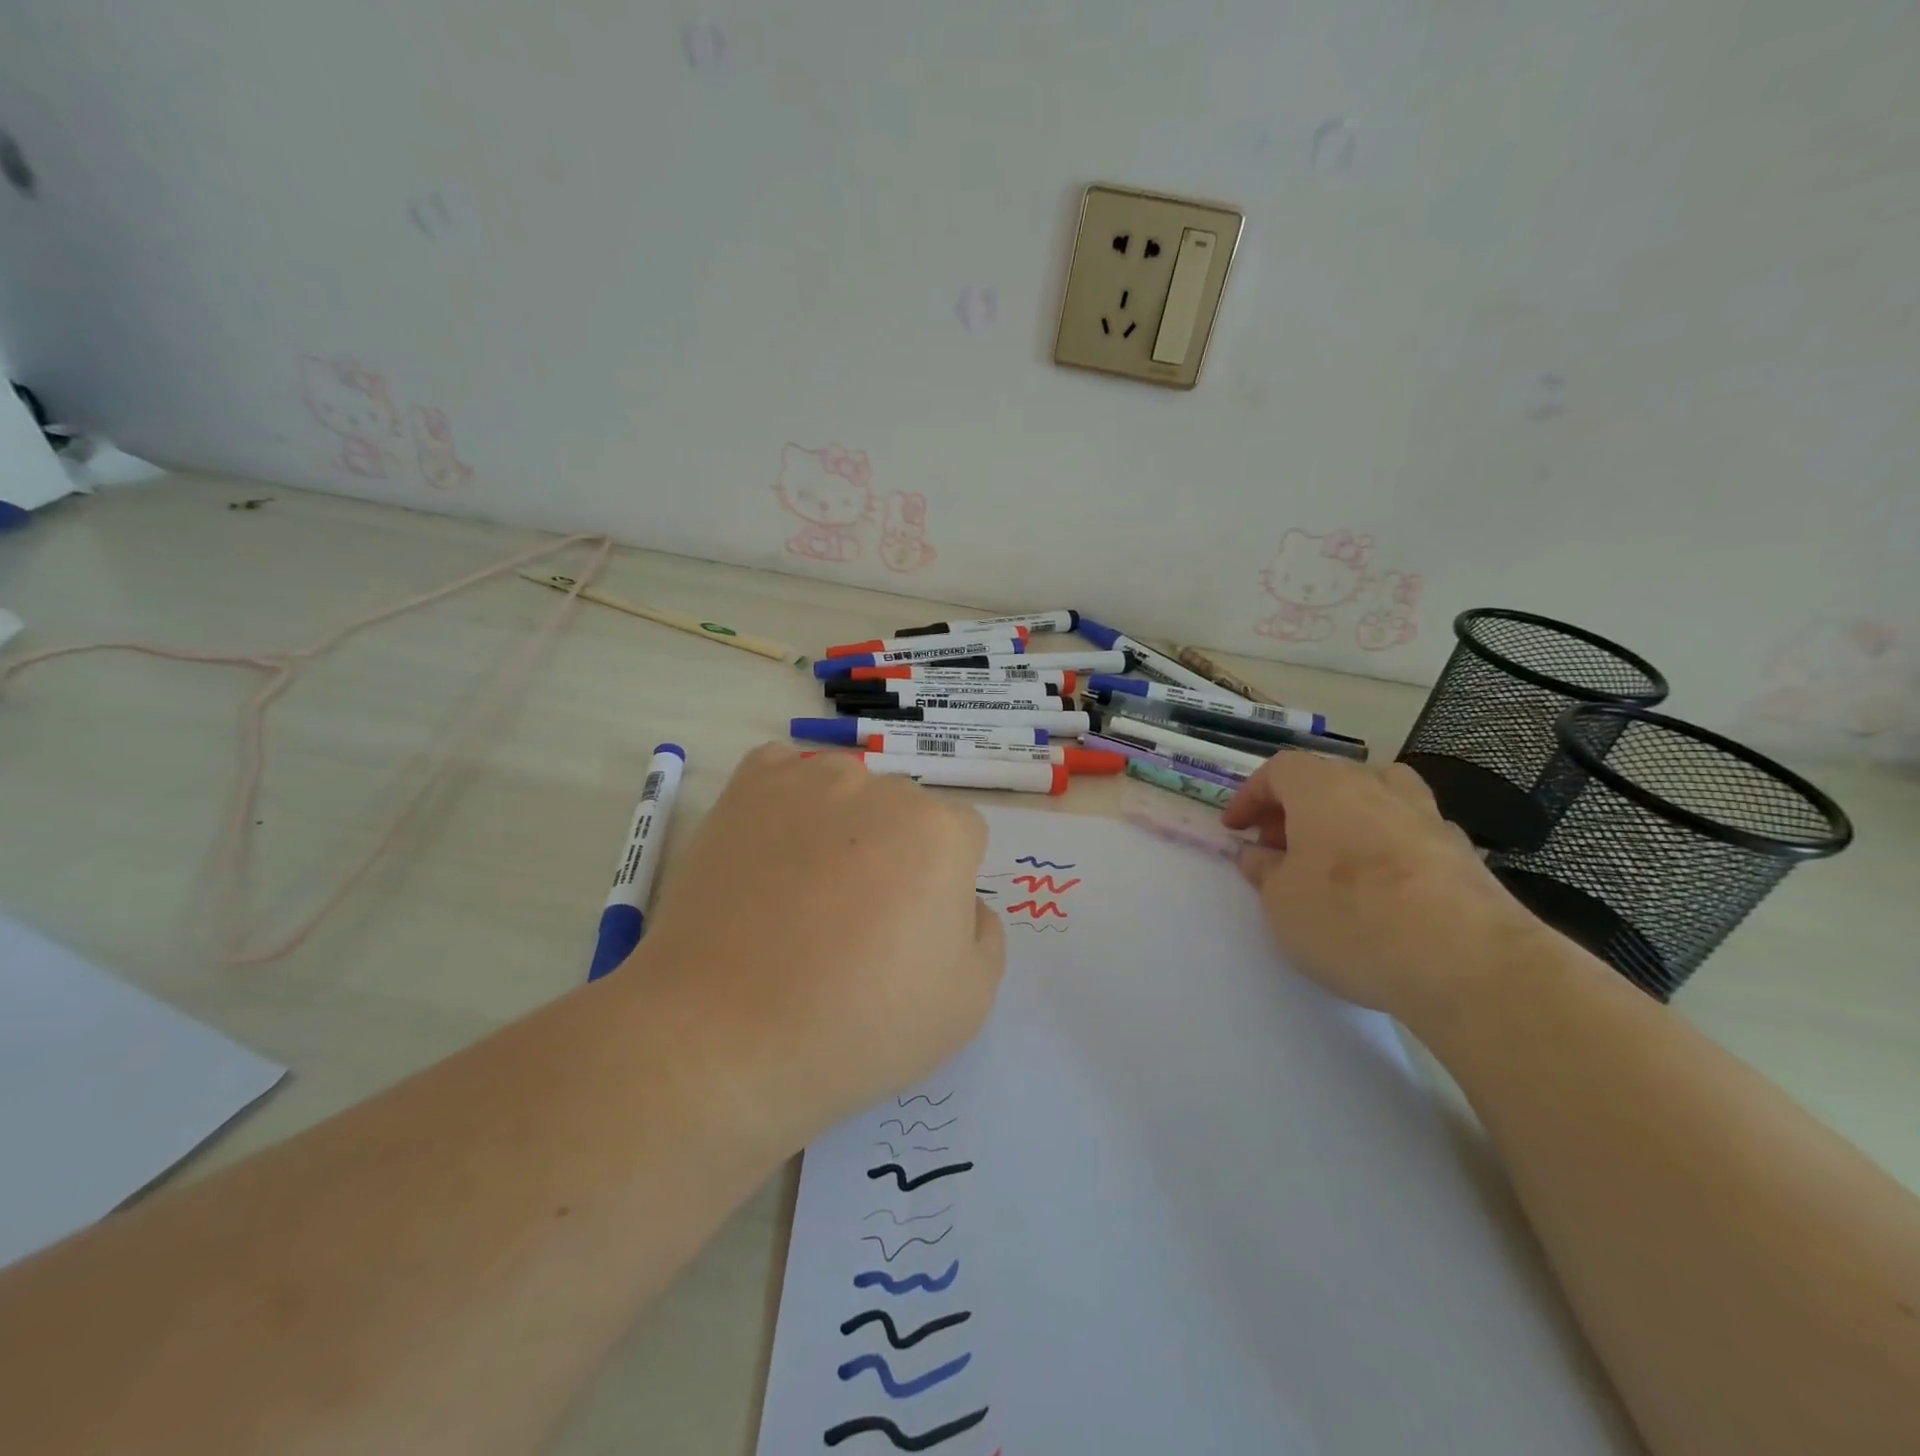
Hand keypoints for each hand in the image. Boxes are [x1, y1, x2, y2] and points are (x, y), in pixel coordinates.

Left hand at [635, 744, 1004, 1151]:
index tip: (912, 931)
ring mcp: (809, 781)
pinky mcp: (747, 788)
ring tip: (804, 890)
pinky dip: (787, 801)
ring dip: (843, 825)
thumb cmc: (858, 1027)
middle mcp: (882, 789)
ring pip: (848, 790)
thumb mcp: (968, 1002)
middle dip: (896, 852)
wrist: (725, 1035)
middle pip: (906, 811)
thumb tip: (962, 901)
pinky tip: (772, 848)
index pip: (963, 838)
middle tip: (857, 918)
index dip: (944, 886)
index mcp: (941, 833)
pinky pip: (784, 773)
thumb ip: (986, 933)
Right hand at [1223, 754, 1543, 1027]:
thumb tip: (1261, 855)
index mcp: (1324, 788)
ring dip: (1346, 819)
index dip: (1251, 796)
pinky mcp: (1464, 854)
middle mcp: (1377, 787)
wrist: (1469, 962)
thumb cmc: (1351, 919)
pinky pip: (1410, 835)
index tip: (1236, 829)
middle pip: (1328, 778)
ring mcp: (1427, 817)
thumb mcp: (1281, 902)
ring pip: (1377, 798)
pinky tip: (1383, 890)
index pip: (1279, 770)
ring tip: (1332, 859)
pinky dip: (1387, 848)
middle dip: (1295, 808)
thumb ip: (1265, 872)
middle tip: (1277, 847)